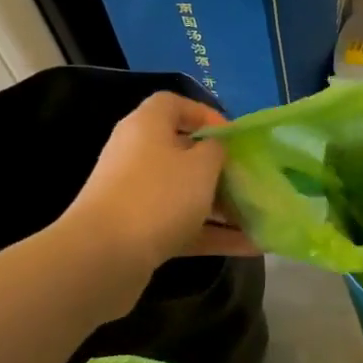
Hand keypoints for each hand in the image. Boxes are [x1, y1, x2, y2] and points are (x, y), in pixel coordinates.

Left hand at [57, 92, 256, 279]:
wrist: (102, 258)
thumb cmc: (158, 196)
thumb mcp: (201, 165)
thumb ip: (217, 150)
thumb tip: (216, 148)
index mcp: (146, 127)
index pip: (174, 104)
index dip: (205, 114)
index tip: (234, 137)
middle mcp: (137, 156)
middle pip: (183, 152)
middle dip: (220, 167)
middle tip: (251, 179)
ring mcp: (136, 196)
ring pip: (186, 193)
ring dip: (222, 205)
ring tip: (260, 216)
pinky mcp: (139, 232)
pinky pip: (183, 226)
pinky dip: (214, 234)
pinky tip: (251, 246)